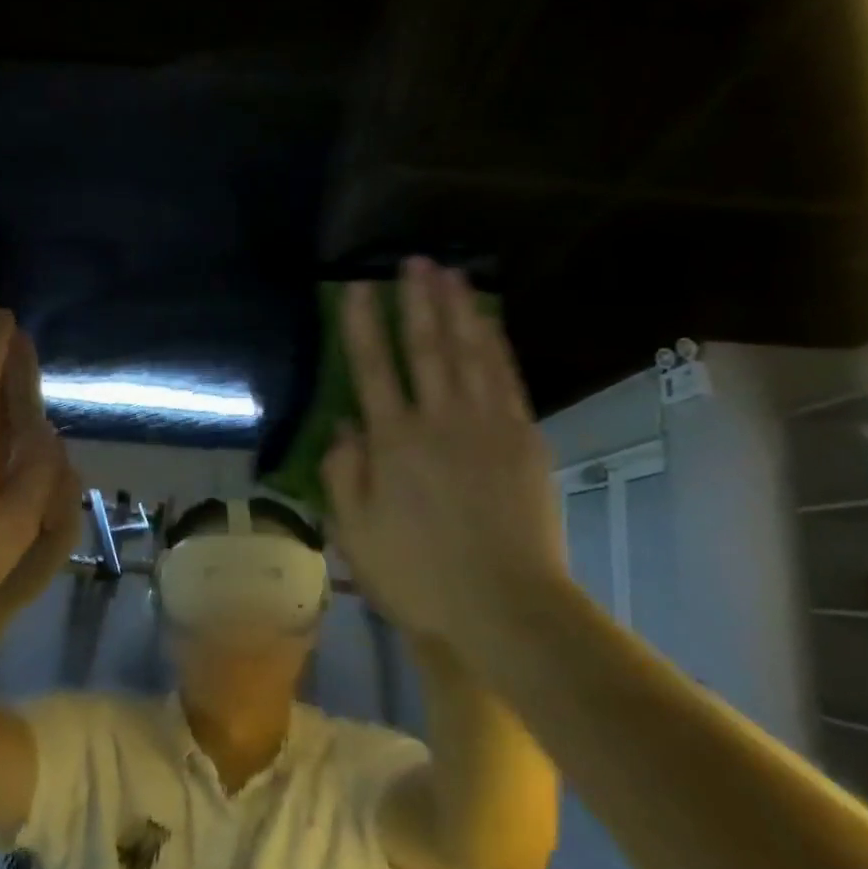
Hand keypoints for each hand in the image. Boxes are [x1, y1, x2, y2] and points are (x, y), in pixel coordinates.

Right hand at [322, 259, 574, 648]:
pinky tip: (488, 324)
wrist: (505, 606)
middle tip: (413, 262)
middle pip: (426, 349)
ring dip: (458, 310)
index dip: (362, 327)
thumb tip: (344, 426)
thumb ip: (344, 475)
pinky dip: (495, 345)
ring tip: (450, 274)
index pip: (373, 370)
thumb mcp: (356, 535)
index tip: (357, 289)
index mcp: (394, 444)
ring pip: (470, 354)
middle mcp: (439, 422)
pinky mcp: (524, 439)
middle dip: (416, 302)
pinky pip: (507, 379)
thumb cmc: (419, 576)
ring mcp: (487, 426)